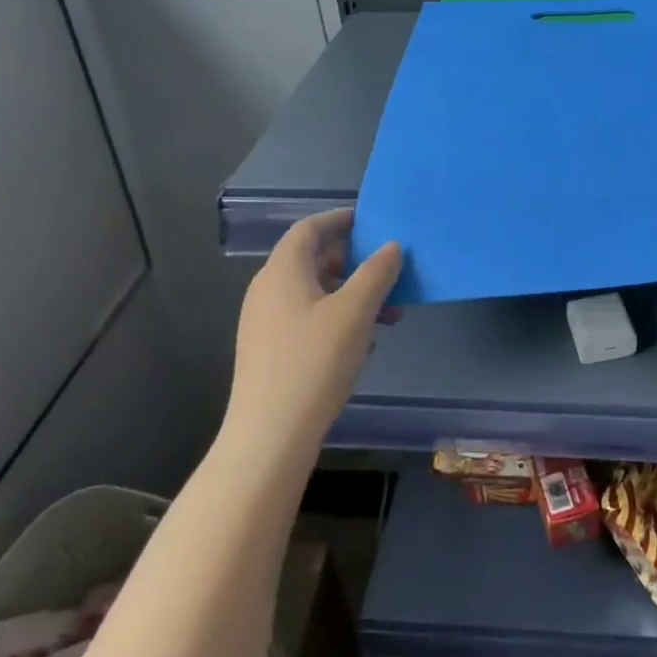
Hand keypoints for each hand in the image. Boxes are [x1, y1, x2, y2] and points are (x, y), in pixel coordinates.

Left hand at [222, 209, 402, 461]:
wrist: (270, 436)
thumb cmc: (314, 361)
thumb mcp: (356, 311)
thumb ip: (377, 272)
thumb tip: (391, 246)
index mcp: (282, 271)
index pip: (309, 228)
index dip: (340, 220)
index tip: (371, 221)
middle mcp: (267, 290)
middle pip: (314, 260)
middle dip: (356, 263)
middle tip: (390, 273)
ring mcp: (265, 323)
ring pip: (315, 293)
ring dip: (353, 295)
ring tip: (388, 315)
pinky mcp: (269, 352)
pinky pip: (308, 319)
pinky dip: (337, 319)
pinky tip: (364, 344)